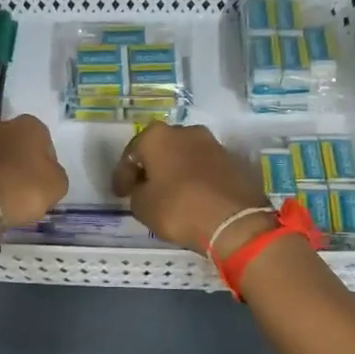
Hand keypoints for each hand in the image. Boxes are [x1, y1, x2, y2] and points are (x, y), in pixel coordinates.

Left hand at [0, 114, 68, 228]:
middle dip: (20, 163)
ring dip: (0, 170)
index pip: (45, 143)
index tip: (42, 184)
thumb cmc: (22, 188)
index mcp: (30, 125)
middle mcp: (2, 124)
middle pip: (18, 146)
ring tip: (2, 196)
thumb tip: (46, 173)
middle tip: (23, 190)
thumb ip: (56, 174)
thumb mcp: (57, 186)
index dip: (46, 165)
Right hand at [112, 122, 272, 257]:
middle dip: (151, 167)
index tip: (120, 194)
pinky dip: (196, 179)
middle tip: (143, 188)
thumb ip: (137, 192)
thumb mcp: (142, 206)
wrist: (234, 221)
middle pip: (160, 149)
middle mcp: (186, 132)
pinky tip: (193, 197)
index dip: (122, 175)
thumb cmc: (179, 209)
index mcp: (158, 136)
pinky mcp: (234, 160)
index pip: (131, 154)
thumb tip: (145, 189)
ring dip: (175, 171)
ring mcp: (214, 144)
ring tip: (170, 193)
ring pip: (185, 156)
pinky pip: (205, 168)